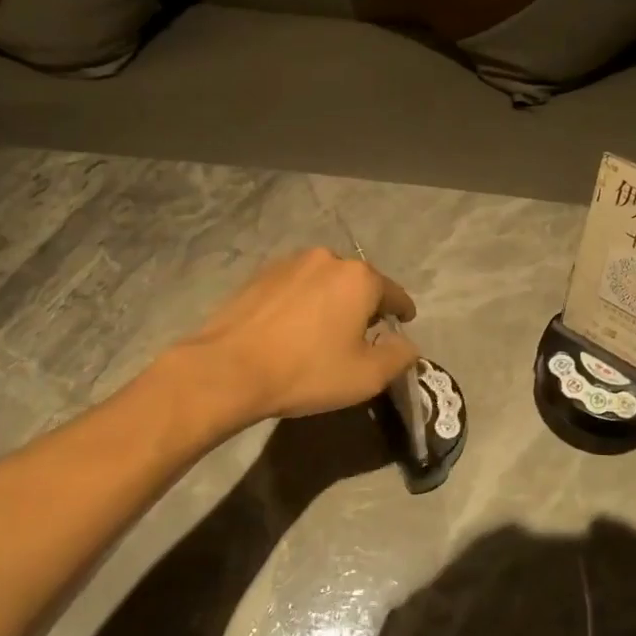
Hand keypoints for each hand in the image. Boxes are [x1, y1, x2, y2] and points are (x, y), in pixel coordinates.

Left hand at [173, 248, 420, 426]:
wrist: (229, 370)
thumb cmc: (307, 371)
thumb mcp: (366, 376)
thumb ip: (399, 356)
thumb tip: (407, 344)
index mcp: (359, 278)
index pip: (394, 294)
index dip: (402, 311)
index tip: (404, 323)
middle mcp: (328, 259)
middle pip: (358, 283)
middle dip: (364, 305)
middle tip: (361, 335)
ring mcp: (290, 263)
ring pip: (325, 282)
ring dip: (331, 301)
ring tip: (324, 331)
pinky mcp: (260, 275)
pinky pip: (295, 287)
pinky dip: (302, 302)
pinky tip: (292, 328)